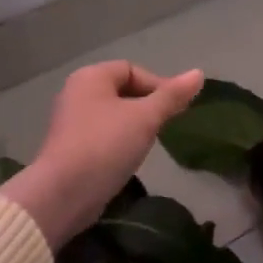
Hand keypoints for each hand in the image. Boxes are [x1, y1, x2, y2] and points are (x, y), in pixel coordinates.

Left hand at [0, 61, 203, 248]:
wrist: (64, 193)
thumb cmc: (106, 145)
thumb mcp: (145, 118)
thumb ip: (172, 96)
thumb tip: (198, 73)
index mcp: (90, 77)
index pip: (131, 69)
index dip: (157, 85)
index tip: (175, 109)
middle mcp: (76, 94)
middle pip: (122, 91)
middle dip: (147, 106)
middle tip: (165, 126)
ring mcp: (71, 123)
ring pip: (113, 116)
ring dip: (134, 126)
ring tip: (149, 143)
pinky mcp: (70, 149)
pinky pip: (102, 136)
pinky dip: (119, 143)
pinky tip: (129, 159)